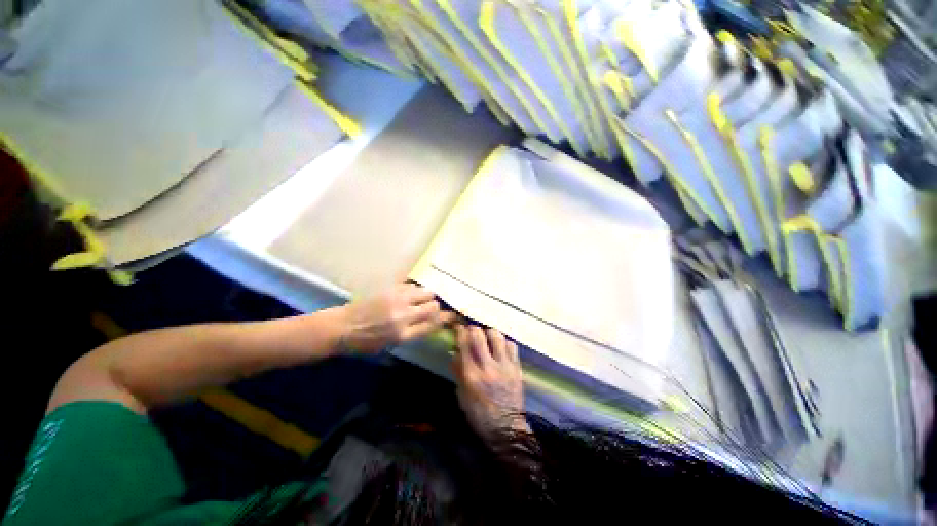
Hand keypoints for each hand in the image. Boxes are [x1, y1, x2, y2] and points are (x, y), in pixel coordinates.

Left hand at [339, 283, 455, 352]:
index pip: (433, 323)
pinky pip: (412, 285)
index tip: (453, 315)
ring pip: (425, 292)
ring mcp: (397, 299)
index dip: (446, 318)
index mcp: (403, 334)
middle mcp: (403, 316)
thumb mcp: (391, 345)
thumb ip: (413, 332)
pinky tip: (410, 293)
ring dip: (427, 296)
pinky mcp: (390, 288)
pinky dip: (415, 290)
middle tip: (434, 307)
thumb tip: (430, 321)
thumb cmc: (365, 342)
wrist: (341, 327)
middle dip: (436, 307)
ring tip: (422, 298)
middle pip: (432, 306)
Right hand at [453, 325, 528, 440]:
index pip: (464, 344)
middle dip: (473, 328)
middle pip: (480, 335)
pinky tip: (500, 347)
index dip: (460, 331)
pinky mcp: (517, 368)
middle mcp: (488, 367)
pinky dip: (504, 342)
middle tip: (471, 330)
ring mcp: (505, 366)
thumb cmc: (479, 414)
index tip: (458, 326)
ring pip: (497, 336)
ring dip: (489, 333)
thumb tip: (455, 351)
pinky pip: (511, 345)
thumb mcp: (462, 395)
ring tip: (486, 336)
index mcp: (472, 375)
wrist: (506, 429)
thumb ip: (458, 371)